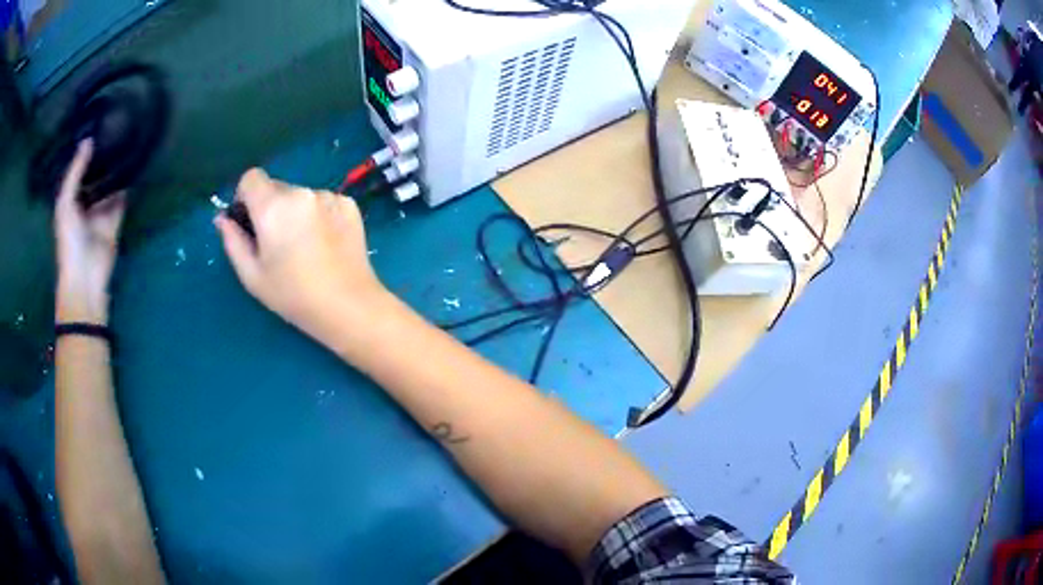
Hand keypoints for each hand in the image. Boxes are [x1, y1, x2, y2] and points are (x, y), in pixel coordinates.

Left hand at [55, 140, 126, 324]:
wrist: (85, 278)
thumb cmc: (69, 241)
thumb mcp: (66, 203)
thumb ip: (75, 173)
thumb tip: (89, 139)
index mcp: (70, 200)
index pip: (78, 171)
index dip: (84, 152)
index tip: (96, 126)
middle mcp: (84, 204)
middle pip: (95, 177)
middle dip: (102, 157)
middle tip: (116, 126)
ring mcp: (100, 213)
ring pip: (109, 186)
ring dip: (116, 170)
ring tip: (127, 139)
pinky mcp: (114, 222)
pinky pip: (121, 200)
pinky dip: (127, 187)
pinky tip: (134, 166)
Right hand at [215, 168, 385, 341]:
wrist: (349, 305)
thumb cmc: (293, 296)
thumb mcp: (252, 275)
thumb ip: (233, 241)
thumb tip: (222, 218)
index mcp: (273, 206)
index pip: (251, 177)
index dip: (245, 196)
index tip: (249, 221)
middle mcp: (301, 192)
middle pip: (276, 187)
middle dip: (270, 207)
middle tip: (277, 243)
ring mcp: (329, 196)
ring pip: (300, 195)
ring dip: (295, 212)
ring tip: (303, 247)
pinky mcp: (349, 204)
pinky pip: (322, 202)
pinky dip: (317, 215)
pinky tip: (324, 244)